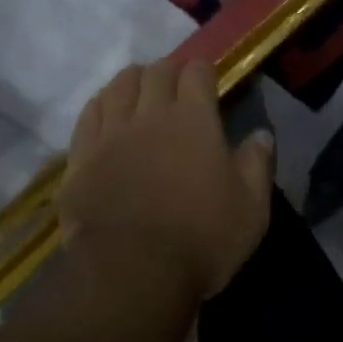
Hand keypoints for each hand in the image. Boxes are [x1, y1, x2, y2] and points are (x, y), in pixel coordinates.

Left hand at [56, 59, 274, 312]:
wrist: (131, 272)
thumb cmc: (201, 239)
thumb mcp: (250, 208)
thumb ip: (257, 165)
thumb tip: (261, 134)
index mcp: (193, 120)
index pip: (197, 72)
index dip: (203, 69)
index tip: (207, 79)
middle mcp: (150, 115)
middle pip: (155, 72)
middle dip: (168, 71)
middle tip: (175, 85)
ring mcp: (110, 133)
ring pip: (118, 86)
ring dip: (132, 81)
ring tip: (138, 90)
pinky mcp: (81, 157)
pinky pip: (88, 115)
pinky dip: (100, 105)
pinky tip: (105, 111)